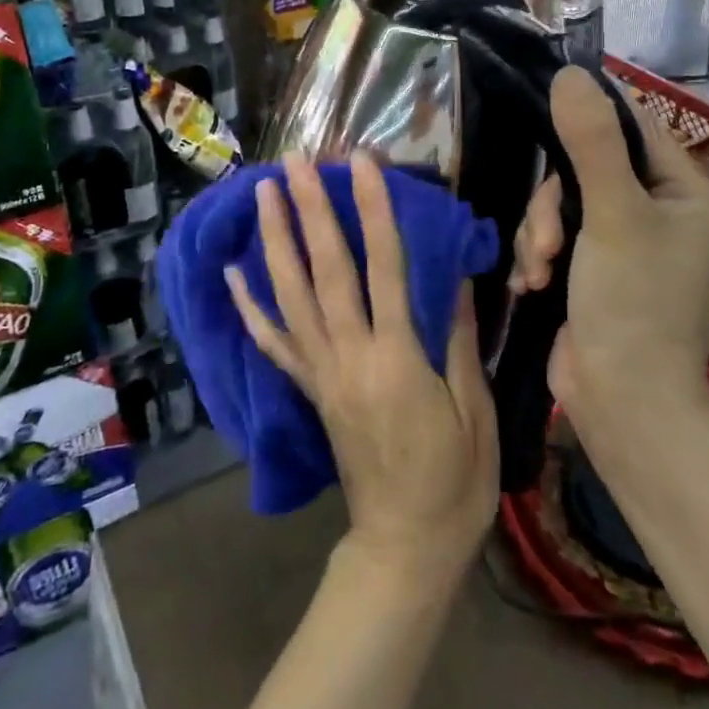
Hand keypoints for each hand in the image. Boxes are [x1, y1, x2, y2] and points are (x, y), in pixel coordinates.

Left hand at [228, 152, 498, 588]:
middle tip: (296, 161)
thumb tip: (456, 277)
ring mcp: (321, 373)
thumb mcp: (476, 412)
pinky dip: (249, 307)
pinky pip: (273, 344)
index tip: (363, 163)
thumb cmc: (455, 481)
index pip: (384, 268)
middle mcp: (349, 356)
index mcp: (398, 360)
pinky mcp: (308, 390)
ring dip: (275, 240)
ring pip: (290, 296)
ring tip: (264, 192)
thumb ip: (460, 341)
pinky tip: (232, 274)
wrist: (405, 547)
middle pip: (324, 271)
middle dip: (310, 210)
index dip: (373, 210)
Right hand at [509, 68, 708, 433]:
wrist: (623, 406)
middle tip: (545, 240)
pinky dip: (537, 253)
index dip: (590, 116)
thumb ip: (590, 141)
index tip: (545, 109)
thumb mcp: (611, 215)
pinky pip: (555, 233)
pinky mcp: (596, 268)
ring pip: (563, 202)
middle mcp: (665, 213)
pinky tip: (528, 281)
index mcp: (690, 194)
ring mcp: (628, 243)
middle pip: (589, 167)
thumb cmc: (633, 305)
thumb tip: (568, 74)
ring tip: (535, 269)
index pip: (636, 127)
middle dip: (555, 203)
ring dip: (539, 232)